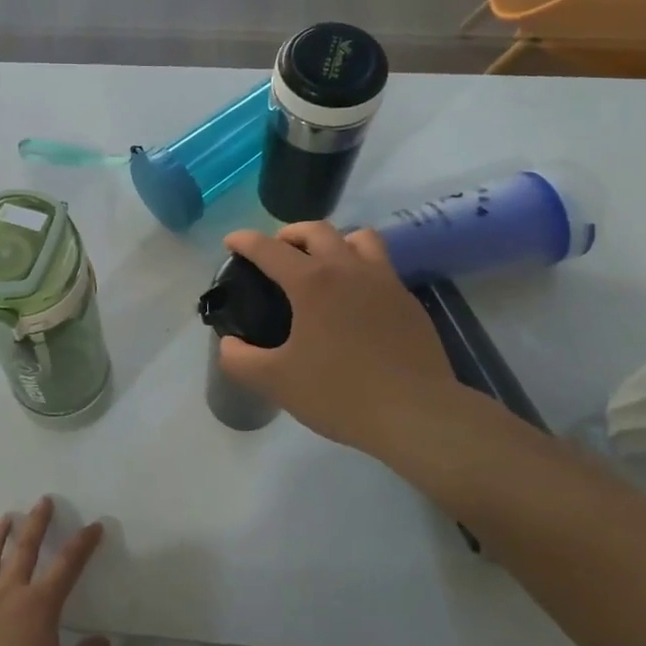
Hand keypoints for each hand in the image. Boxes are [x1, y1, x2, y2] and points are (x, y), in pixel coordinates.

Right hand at [218, 222, 522, 469]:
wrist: (416, 414)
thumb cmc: (340, 393)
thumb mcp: (276, 381)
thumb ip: (240, 360)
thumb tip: (228, 344)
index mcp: (312, 282)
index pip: (270, 248)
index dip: (246, 241)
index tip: (231, 241)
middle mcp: (349, 270)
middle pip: (318, 230)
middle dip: (291, 233)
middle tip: (277, 251)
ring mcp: (385, 283)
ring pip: (360, 239)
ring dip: (335, 241)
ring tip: (322, 264)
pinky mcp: (409, 303)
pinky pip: (381, 268)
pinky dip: (361, 269)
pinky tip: (355, 300)